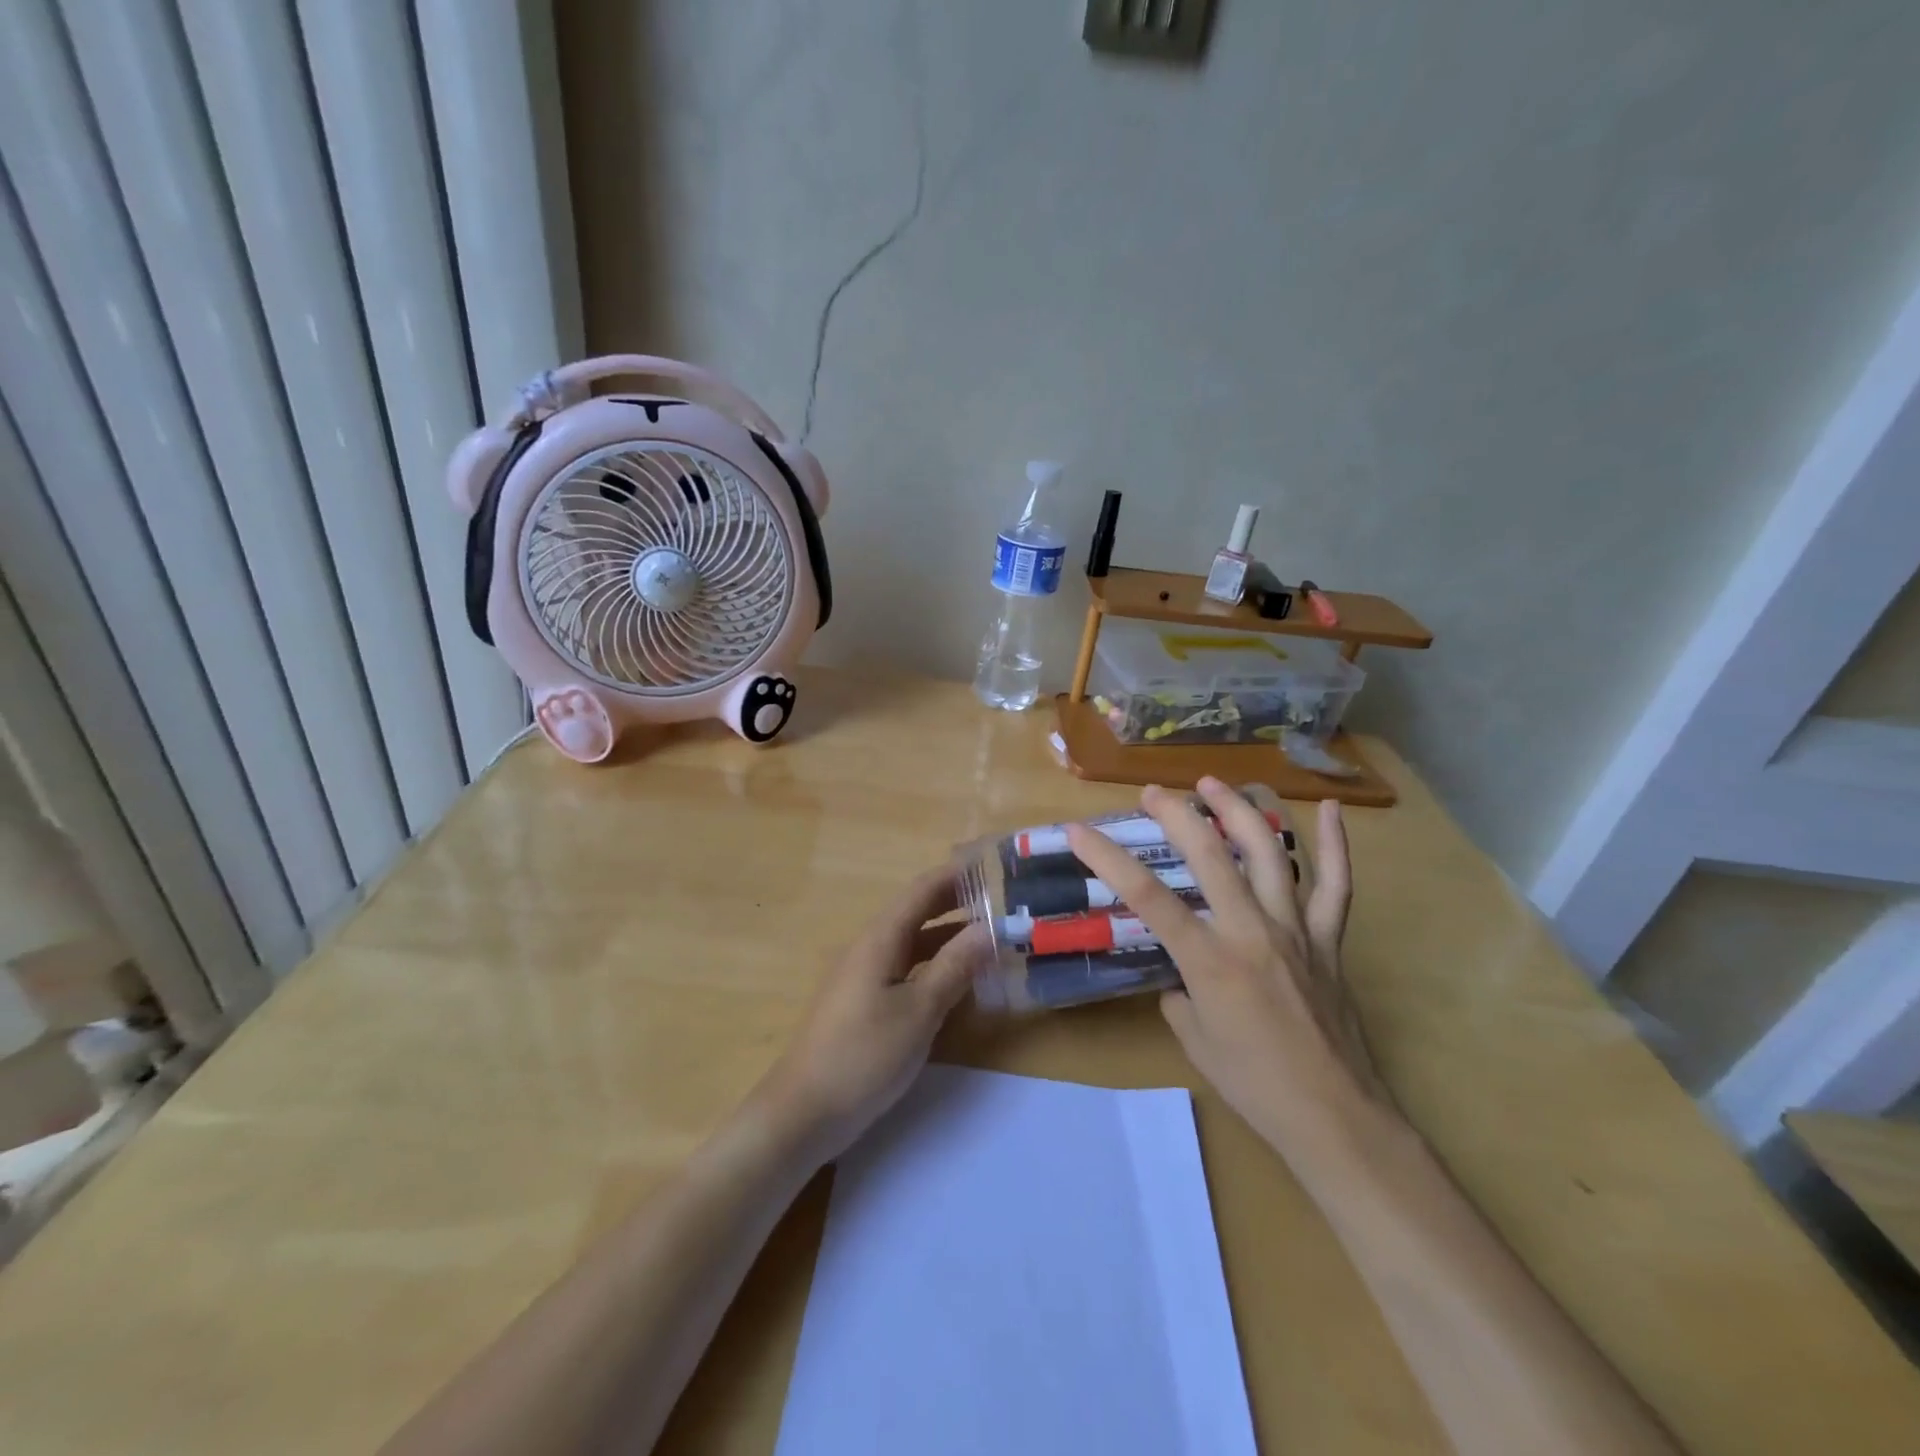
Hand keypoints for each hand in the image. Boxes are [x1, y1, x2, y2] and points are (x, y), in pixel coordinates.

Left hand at [759, 867, 989, 1161]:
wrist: (804, 1112)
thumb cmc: (864, 1055)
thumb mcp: (919, 1011)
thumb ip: (954, 967)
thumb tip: (989, 928)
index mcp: (880, 939)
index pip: (922, 890)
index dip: (956, 875)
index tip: (993, 867)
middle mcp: (870, 948)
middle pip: (917, 913)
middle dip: (957, 904)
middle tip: (1001, 903)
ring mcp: (863, 976)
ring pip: (913, 944)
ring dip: (949, 938)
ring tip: (990, 939)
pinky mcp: (862, 1003)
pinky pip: (905, 970)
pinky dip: (934, 966)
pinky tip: (957, 983)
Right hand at [1066, 779, 1392, 1167]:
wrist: (1335, 1119)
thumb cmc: (1255, 1087)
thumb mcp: (1194, 1041)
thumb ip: (1179, 995)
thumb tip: (1180, 975)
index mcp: (1210, 961)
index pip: (1147, 897)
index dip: (1108, 858)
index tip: (1079, 830)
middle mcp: (1252, 932)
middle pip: (1211, 856)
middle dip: (1177, 815)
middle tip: (1153, 792)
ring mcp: (1297, 930)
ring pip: (1271, 854)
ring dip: (1240, 811)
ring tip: (1215, 782)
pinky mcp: (1330, 940)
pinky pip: (1337, 885)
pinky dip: (1337, 845)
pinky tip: (1333, 810)